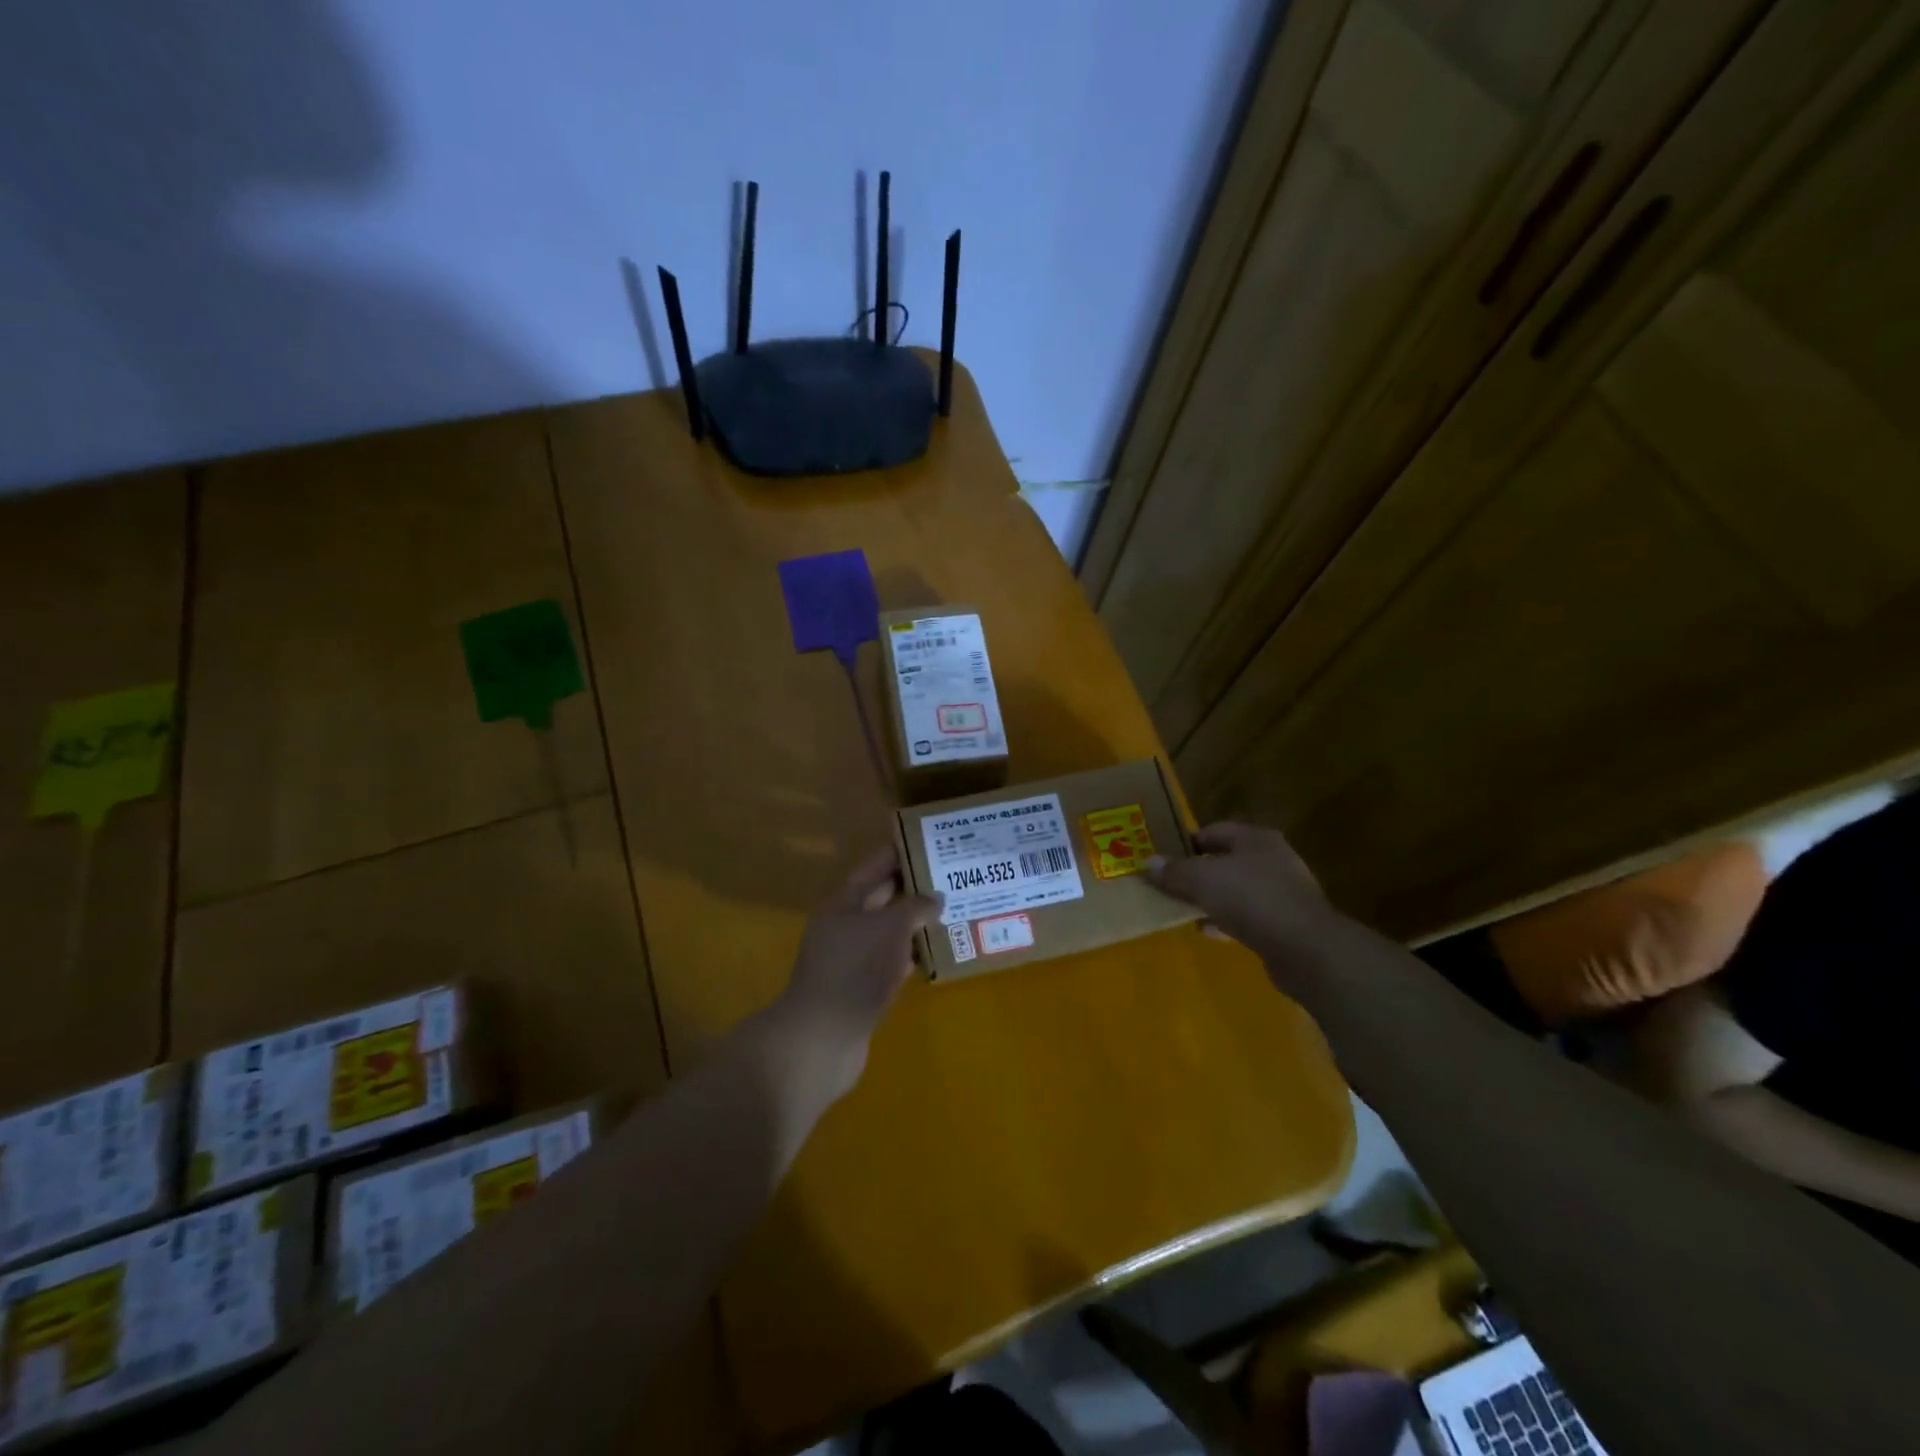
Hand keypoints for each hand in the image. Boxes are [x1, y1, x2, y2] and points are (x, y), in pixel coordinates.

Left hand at [765, 847, 942, 1103]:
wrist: (823, 1038)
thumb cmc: (855, 970)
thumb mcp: (890, 928)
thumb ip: (915, 907)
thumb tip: (936, 897)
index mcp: (843, 903)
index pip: (873, 868)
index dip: (897, 853)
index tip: (927, 841)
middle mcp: (844, 926)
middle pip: (881, 899)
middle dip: (912, 888)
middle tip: (949, 876)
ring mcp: (851, 959)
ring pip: (887, 932)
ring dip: (914, 924)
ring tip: (951, 911)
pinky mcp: (861, 989)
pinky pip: (890, 962)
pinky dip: (910, 956)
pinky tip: (935, 954)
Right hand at [1146, 822, 1336, 978]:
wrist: (1305, 949)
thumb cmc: (1251, 899)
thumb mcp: (1202, 880)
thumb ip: (1174, 871)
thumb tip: (1147, 862)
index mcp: (1255, 839)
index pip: (1214, 831)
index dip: (1186, 842)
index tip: (1163, 857)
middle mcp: (1272, 859)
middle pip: (1226, 860)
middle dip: (1198, 872)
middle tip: (1170, 883)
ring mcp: (1282, 892)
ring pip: (1236, 890)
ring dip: (1211, 898)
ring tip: (1183, 908)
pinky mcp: (1286, 923)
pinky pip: (1247, 916)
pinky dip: (1226, 920)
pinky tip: (1207, 931)